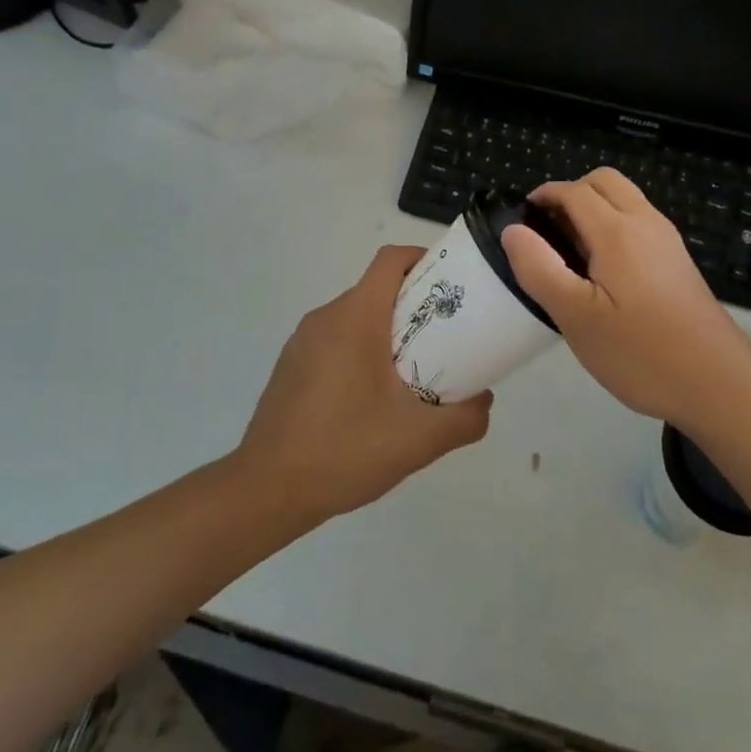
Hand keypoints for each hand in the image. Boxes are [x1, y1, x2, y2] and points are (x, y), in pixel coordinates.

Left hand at [237, 245, 491, 522]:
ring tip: (416, 371)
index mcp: (355, 317)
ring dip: (389, 331)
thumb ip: (464, 417)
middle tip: (447, 336)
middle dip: (415, 304)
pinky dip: (362, 351)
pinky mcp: (292, 365)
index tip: (453, 285)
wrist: (266, 491)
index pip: (391, 260)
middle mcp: (326, 317)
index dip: (424, 259)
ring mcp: (303, 341)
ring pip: (357, 317)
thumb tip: (484, 399)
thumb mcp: (419, 439)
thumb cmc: (344, 450)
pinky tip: (374, 398)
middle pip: (378, 289)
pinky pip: (336, 341)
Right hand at [501, 169, 750, 429]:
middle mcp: (646, 223)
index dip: (543, 196)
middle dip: (570, 194)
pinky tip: (603, 274)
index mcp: (617, 231)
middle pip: (604, 182)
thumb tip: (513, 230)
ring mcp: (667, 241)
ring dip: (594, 209)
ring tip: (570, 255)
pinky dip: (614, 226)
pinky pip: (639, 222)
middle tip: (547, 234)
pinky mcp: (678, 261)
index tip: (521, 222)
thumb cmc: (641, 352)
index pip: (574, 191)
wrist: (719, 384)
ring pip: (625, 200)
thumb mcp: (576, 317)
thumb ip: (540, 269)